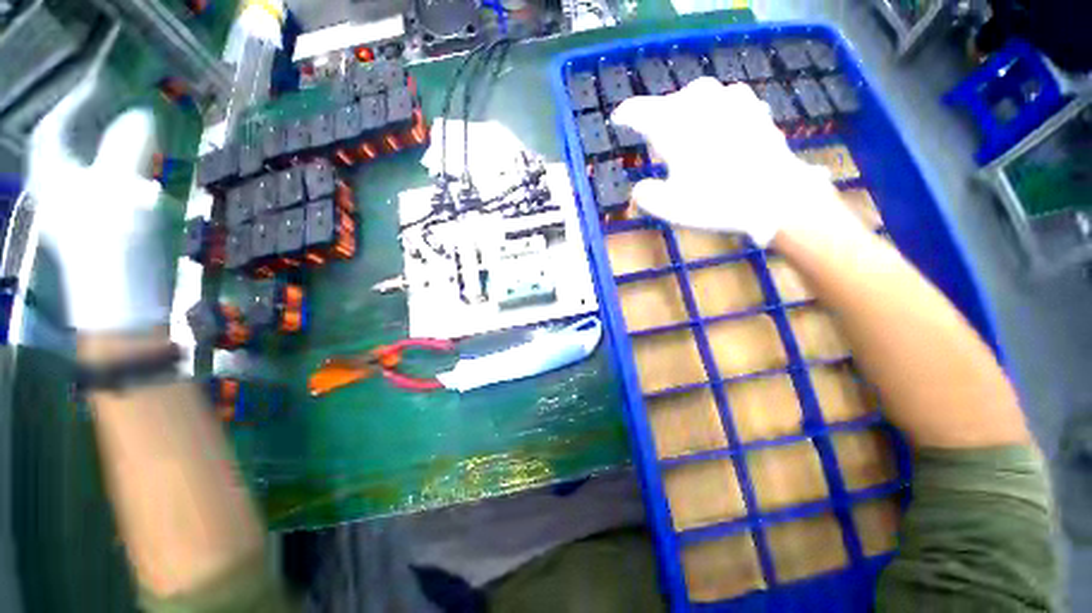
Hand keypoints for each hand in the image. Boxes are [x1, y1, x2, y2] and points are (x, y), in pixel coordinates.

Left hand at [26, 76, 167, 331]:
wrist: (123, 305)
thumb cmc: (114, 247)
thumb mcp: (122, 193)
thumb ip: (127, 150)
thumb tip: (142, 114)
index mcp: (54, 180)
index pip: (53, 130)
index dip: (73, 103)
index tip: (102, 84)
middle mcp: (58, 192)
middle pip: (67, 148)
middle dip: (90, 126)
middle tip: (118, 109)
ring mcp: (77, 215)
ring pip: (86, 169)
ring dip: (108, 151)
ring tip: (135, 142)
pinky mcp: (97, 232)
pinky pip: (103, 192)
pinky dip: (119, 178)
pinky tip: (139, 180)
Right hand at [611, 77, 851, 245]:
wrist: (777, 196)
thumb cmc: (715, 200)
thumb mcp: (669, 207)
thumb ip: (645, 195)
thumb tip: (640, 189)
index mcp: (672, 124)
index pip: (638, 111)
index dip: (625, 116)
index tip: (618, 120)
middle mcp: (698, 102)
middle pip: (667, 105)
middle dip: (658, 123)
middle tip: (658, 150)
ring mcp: (729, 99)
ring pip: (695, 100)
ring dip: (685, 117)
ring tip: (688, 141)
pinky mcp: (752, 106)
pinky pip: (722, 104)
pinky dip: (712, 117)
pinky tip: (718, 135)